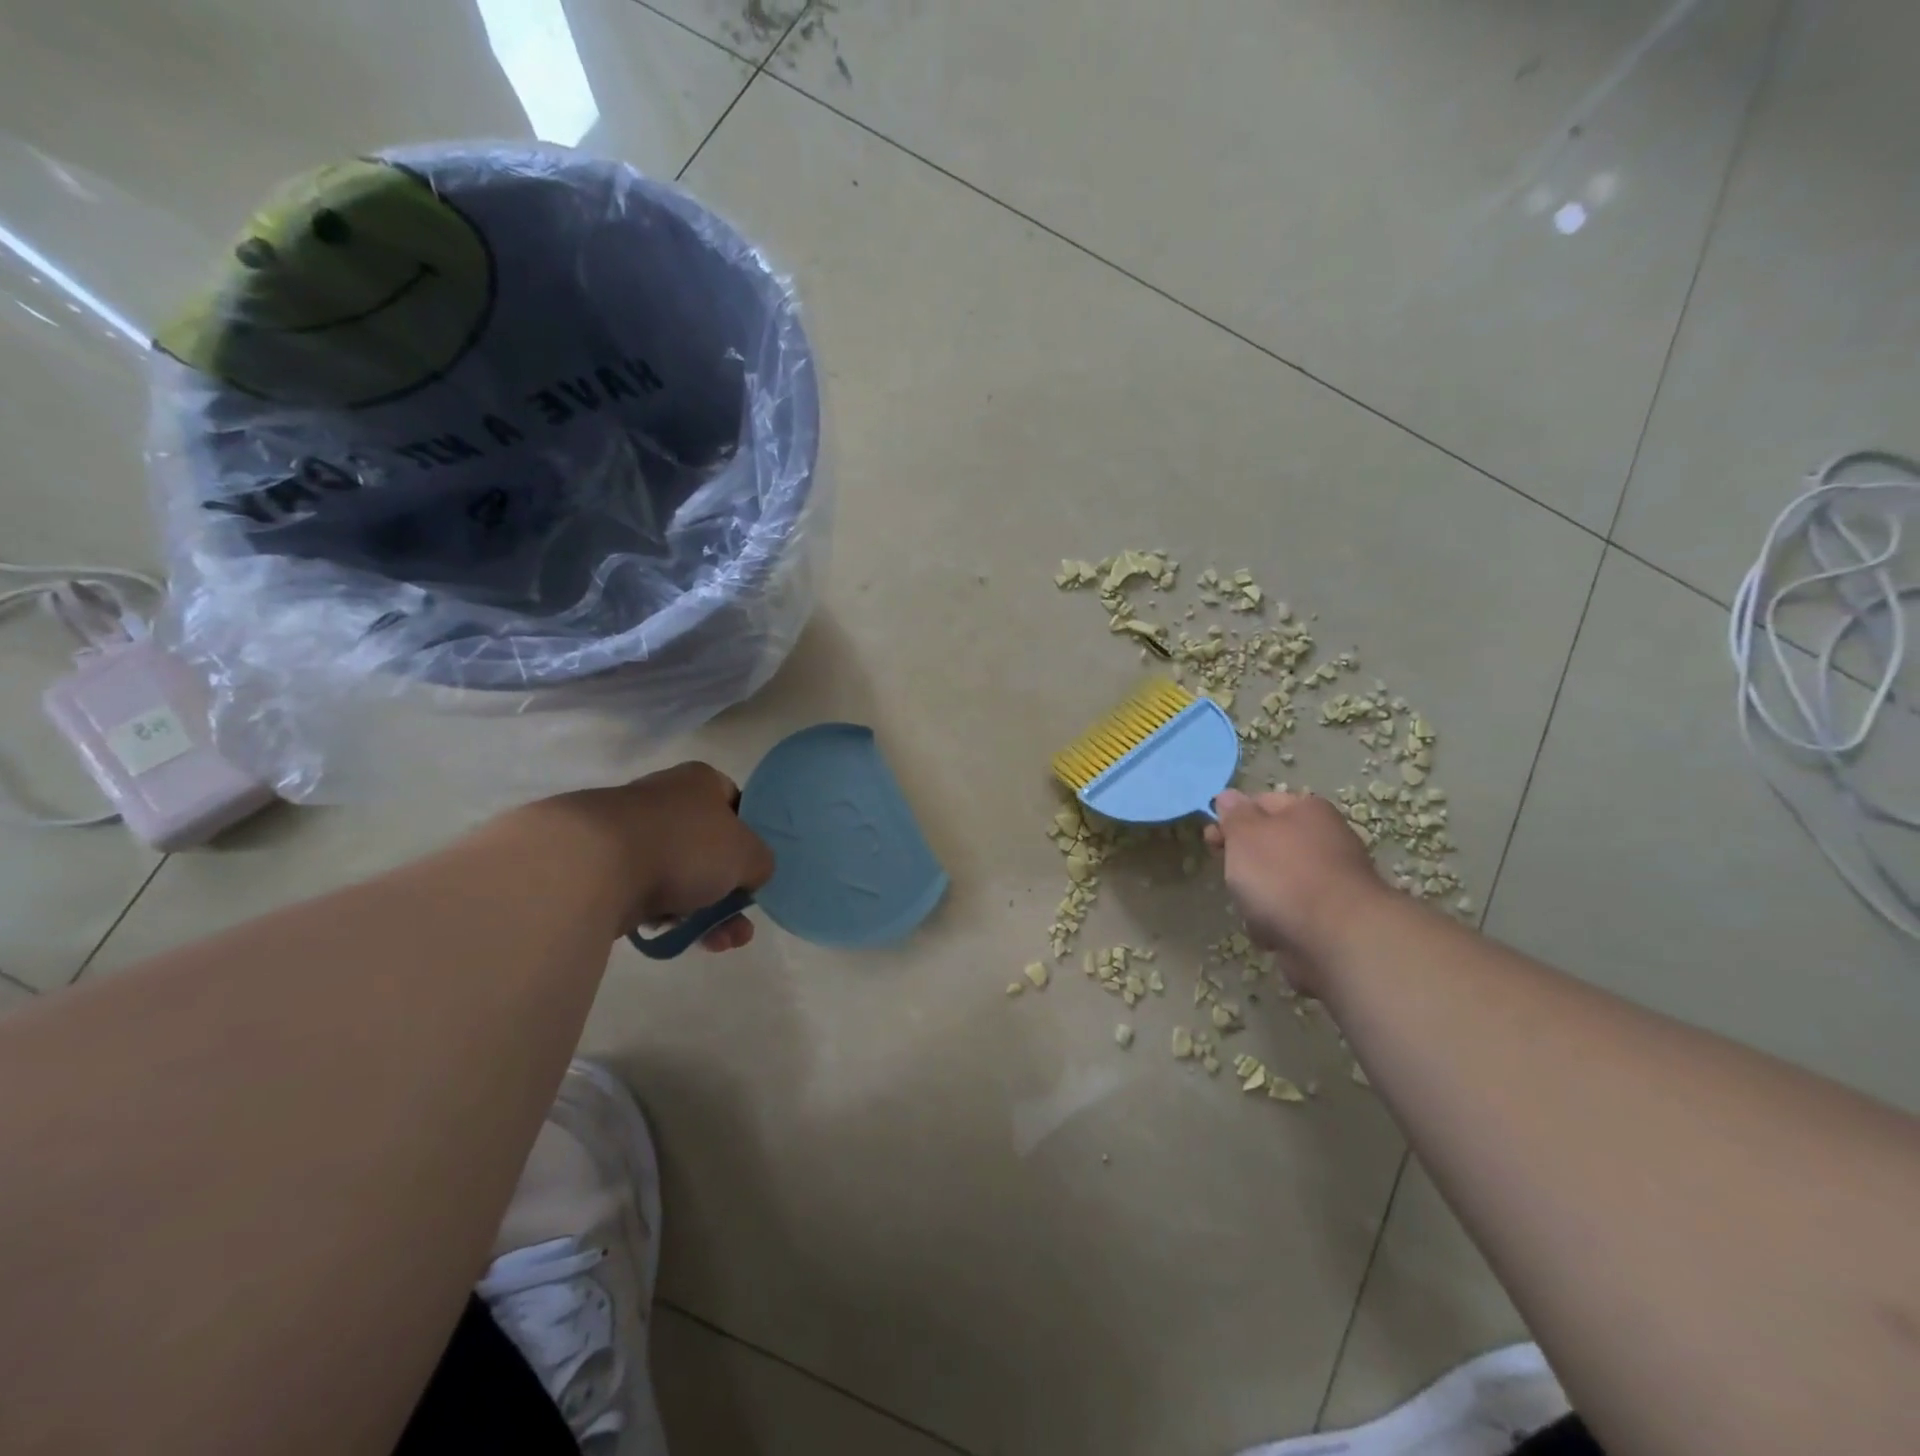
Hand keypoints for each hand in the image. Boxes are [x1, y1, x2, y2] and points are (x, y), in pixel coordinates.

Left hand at [541, 762, 774, 951]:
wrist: (592, 866)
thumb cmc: (684, 846)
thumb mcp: (747, 854)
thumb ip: (761, 863)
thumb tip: (751, 873)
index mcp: (699, 781)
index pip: (735, 803)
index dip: (750, 836)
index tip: (754, 869)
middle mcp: (664, 799)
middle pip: (709, 848)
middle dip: (729, 893)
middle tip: (739, 927)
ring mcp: (630, 833)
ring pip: (679, 876)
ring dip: (703, 913)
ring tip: (716, 944)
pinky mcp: (602, 868)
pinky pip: (647, 894)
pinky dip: (665, 916)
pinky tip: (676, 938)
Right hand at [1205, 788, 1385, 991]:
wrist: (1336, 938)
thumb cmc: (1283, 874)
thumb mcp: (1245, 834)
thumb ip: (1234, 814)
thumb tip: (1228, 796)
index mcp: (1307, 811)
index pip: (1260, 802)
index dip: (1232, 818)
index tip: (1211, 839)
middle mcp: (1325, 840)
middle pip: (1269, 845)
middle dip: (1243, 862)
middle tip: (1229, 875)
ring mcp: (1331, 881)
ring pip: (1276, 881)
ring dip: (1257, 896)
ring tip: (1251, 910)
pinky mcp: (1331, 918)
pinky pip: (1290, 913)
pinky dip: (1277, 923)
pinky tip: (1271, 934)